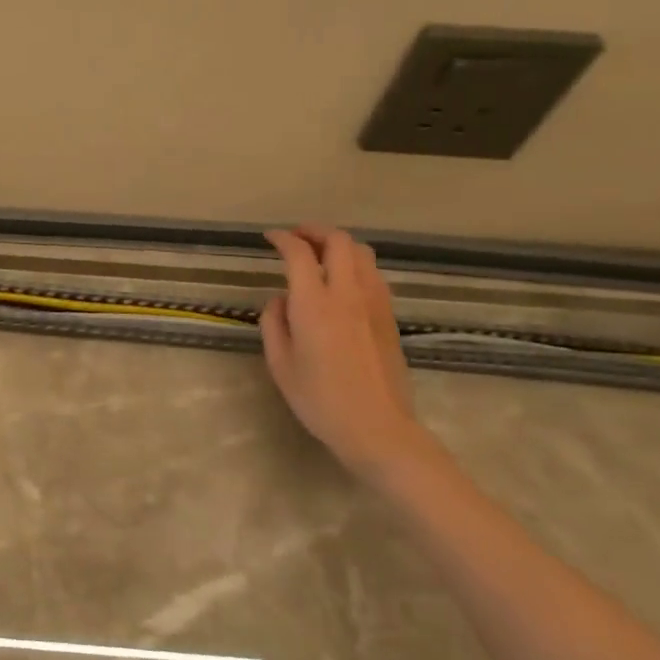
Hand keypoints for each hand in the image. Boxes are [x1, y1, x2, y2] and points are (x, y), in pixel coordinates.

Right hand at [260, 225, 433, 477]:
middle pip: (339, 242)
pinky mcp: (390, 317)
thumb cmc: (320, 400)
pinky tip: (343, 281)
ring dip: (339, 245)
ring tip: (320, 254)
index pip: (299, 254)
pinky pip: (374, 275)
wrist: (377, 428)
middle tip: (296, 237)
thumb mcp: (280, 364)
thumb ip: (274, 323)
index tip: (269, 238)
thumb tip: (281, 300)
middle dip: (315, 231)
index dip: (283, 239)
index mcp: (314, 305)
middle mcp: (347, 294)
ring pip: (363, 254)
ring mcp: (375, 304)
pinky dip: (356, 265)